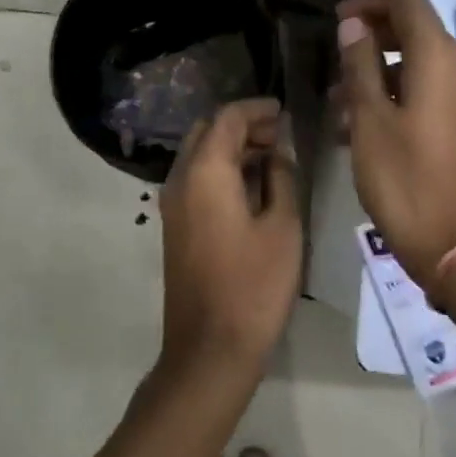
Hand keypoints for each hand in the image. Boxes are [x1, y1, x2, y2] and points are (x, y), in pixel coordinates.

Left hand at [158, 97, 302, 377]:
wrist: (210, 348)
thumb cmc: (254, 285)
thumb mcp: (283, 227)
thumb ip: (281, 179)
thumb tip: (277, 153)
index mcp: (205, 173)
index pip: (227, 118)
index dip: (256, 109)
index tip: (284, 111)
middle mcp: (179, 181)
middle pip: (206, 132)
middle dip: (242, 126)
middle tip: (279, 135)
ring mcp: (172, 205)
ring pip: (198, 157)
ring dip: (231, 149)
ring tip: (272, 158)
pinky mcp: (174, 227)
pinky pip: (195, 181)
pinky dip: (221, 171)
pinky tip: (252, 187)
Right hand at [335, 0, 455, 281]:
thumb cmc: (405, 179)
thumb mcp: (370, 120)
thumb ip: (360, 64)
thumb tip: (354, 25)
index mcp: (439, 59)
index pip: (407, 2)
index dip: (370, 3)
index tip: (337, 21)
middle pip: (415, 33)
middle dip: (371, 42)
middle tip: (334, 66)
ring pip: (418, 68)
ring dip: (378, 76)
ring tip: (338, 108)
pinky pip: (429, 94)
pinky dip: (397, 98)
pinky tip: (362, 130)